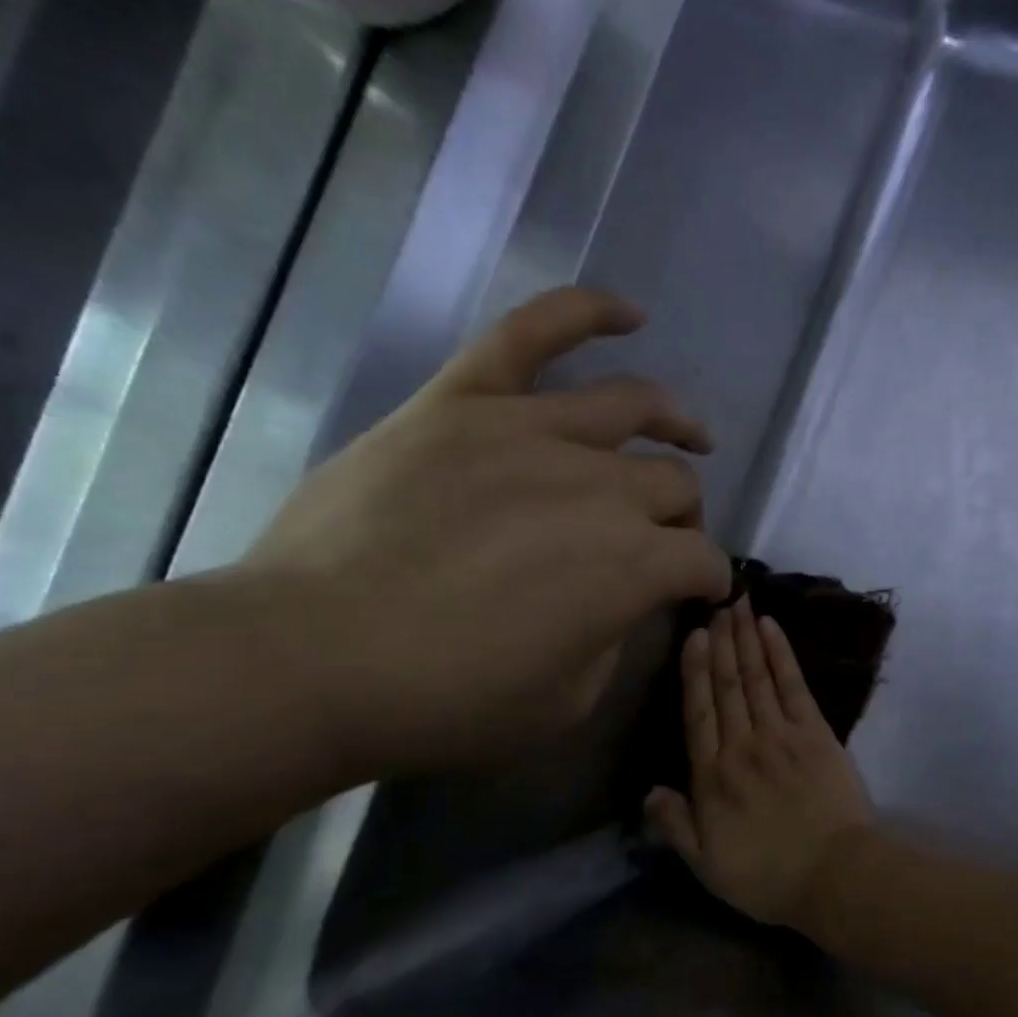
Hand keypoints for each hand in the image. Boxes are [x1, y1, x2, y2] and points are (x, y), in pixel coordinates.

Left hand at [233, 287, 731, 779]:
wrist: (308, 659)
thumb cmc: (445, 700)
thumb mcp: (565, 704)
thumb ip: (614, 642)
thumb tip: (623, 601)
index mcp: (633, 566)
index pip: (702, 561)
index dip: (709, 581)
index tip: (697, 594)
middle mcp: (601, 488)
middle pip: (675, 485)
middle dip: (685, 518)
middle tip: (666, 540)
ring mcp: (530, 432)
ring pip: (631, 407)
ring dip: (675, 422)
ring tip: (691, 434)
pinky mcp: (464, 402)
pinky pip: (532, 333)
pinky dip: (587, 312)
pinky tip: (629, 315)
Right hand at [644, 597, 873, 924]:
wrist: (835, 876)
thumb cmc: (768, 877)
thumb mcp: (707, 866)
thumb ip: (675, 826)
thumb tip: (648, 790)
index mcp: (712, 778)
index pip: (697, 714)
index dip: (694, 672)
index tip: (692, 635)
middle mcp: (742, 746)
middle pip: (727, 686)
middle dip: (720, 641)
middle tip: (714, 600)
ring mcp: (781, 735)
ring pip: (757, 677)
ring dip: (746, 638)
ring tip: (737, 603)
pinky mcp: (815, 733)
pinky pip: (793, 685)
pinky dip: (781, 655)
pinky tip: (771, 628)